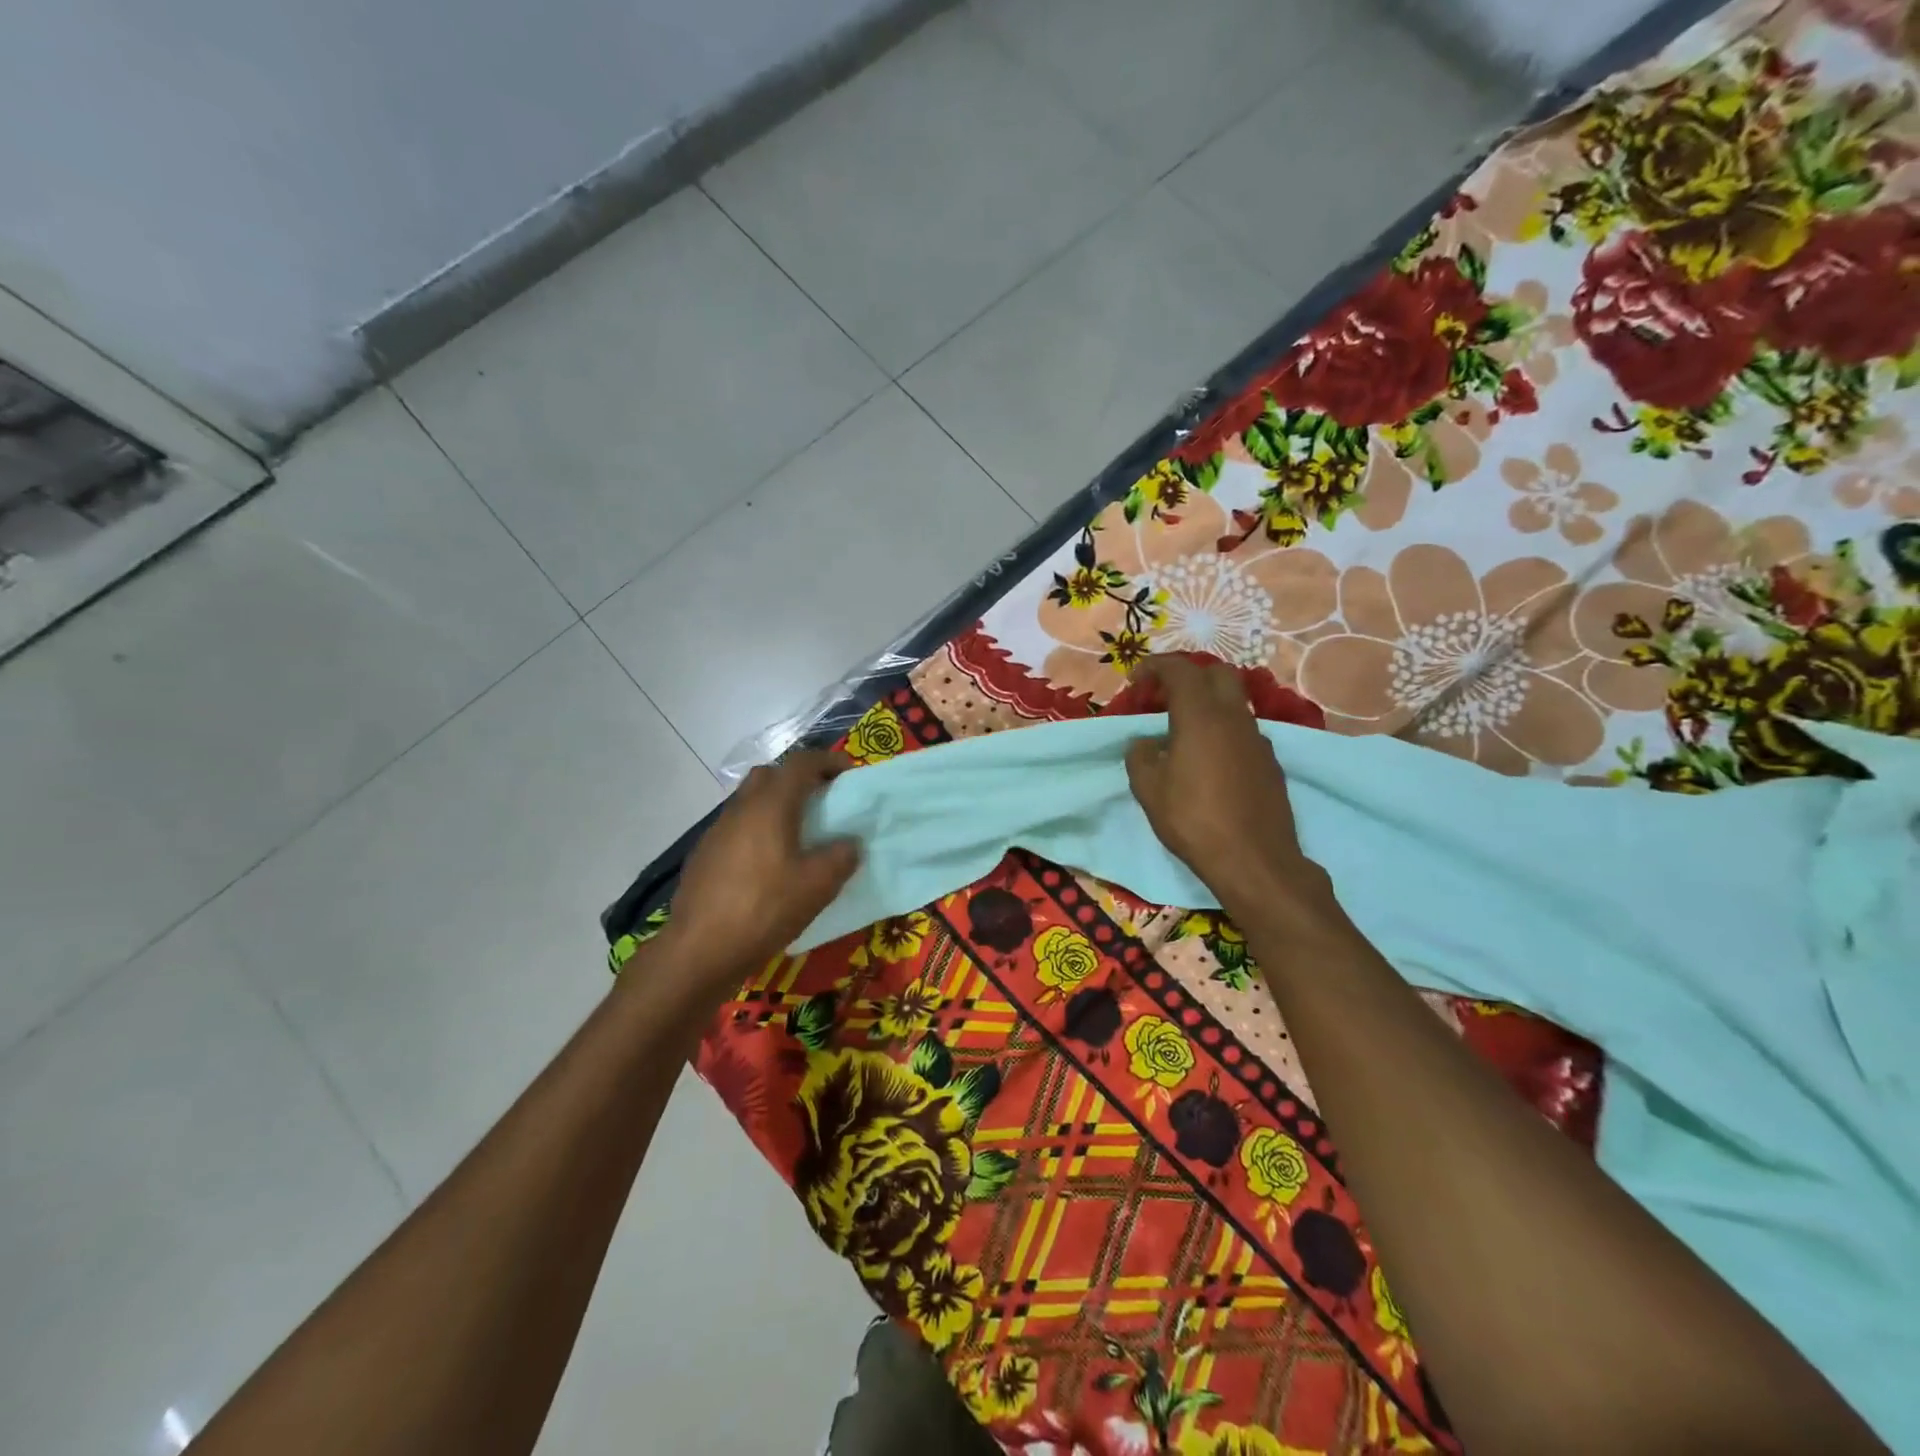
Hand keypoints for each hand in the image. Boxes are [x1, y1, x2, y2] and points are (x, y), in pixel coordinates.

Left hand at [657, 751, 859, 995]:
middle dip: (797, 780)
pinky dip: (757, 832)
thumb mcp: (817, 886)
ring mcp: (717, 832)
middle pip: (770, 775)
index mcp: (770, 805)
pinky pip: (737, 829)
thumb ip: (841, 857)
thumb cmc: (764, 910)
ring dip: (775, 807)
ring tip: (798, 837)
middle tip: (821, 802)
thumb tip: (849, 843)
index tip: (848, 774)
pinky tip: (768, 867)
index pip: (801, 763)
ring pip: (750, 802)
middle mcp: (741, 809)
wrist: (698, 951)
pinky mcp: (704, 856)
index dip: (827, 761)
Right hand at [1123, 657, 1333, 919]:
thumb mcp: (1149, 790)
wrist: (1255, 860)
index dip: (1155, 667)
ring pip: (1234, 703)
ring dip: (1207, 705)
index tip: (1136, 681)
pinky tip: (1209, 762)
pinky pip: (1243, 731)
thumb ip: (1140, 756)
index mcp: (1201, 716)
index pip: (1180, 670)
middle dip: (1188, 677)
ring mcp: (1258, 739)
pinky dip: (1223, 731)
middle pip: (1217, 674)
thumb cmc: (1194, 820)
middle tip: (1163, 699)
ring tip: (1183, 734)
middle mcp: (1234, 718)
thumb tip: (1144, 743)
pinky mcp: (1270, 762)